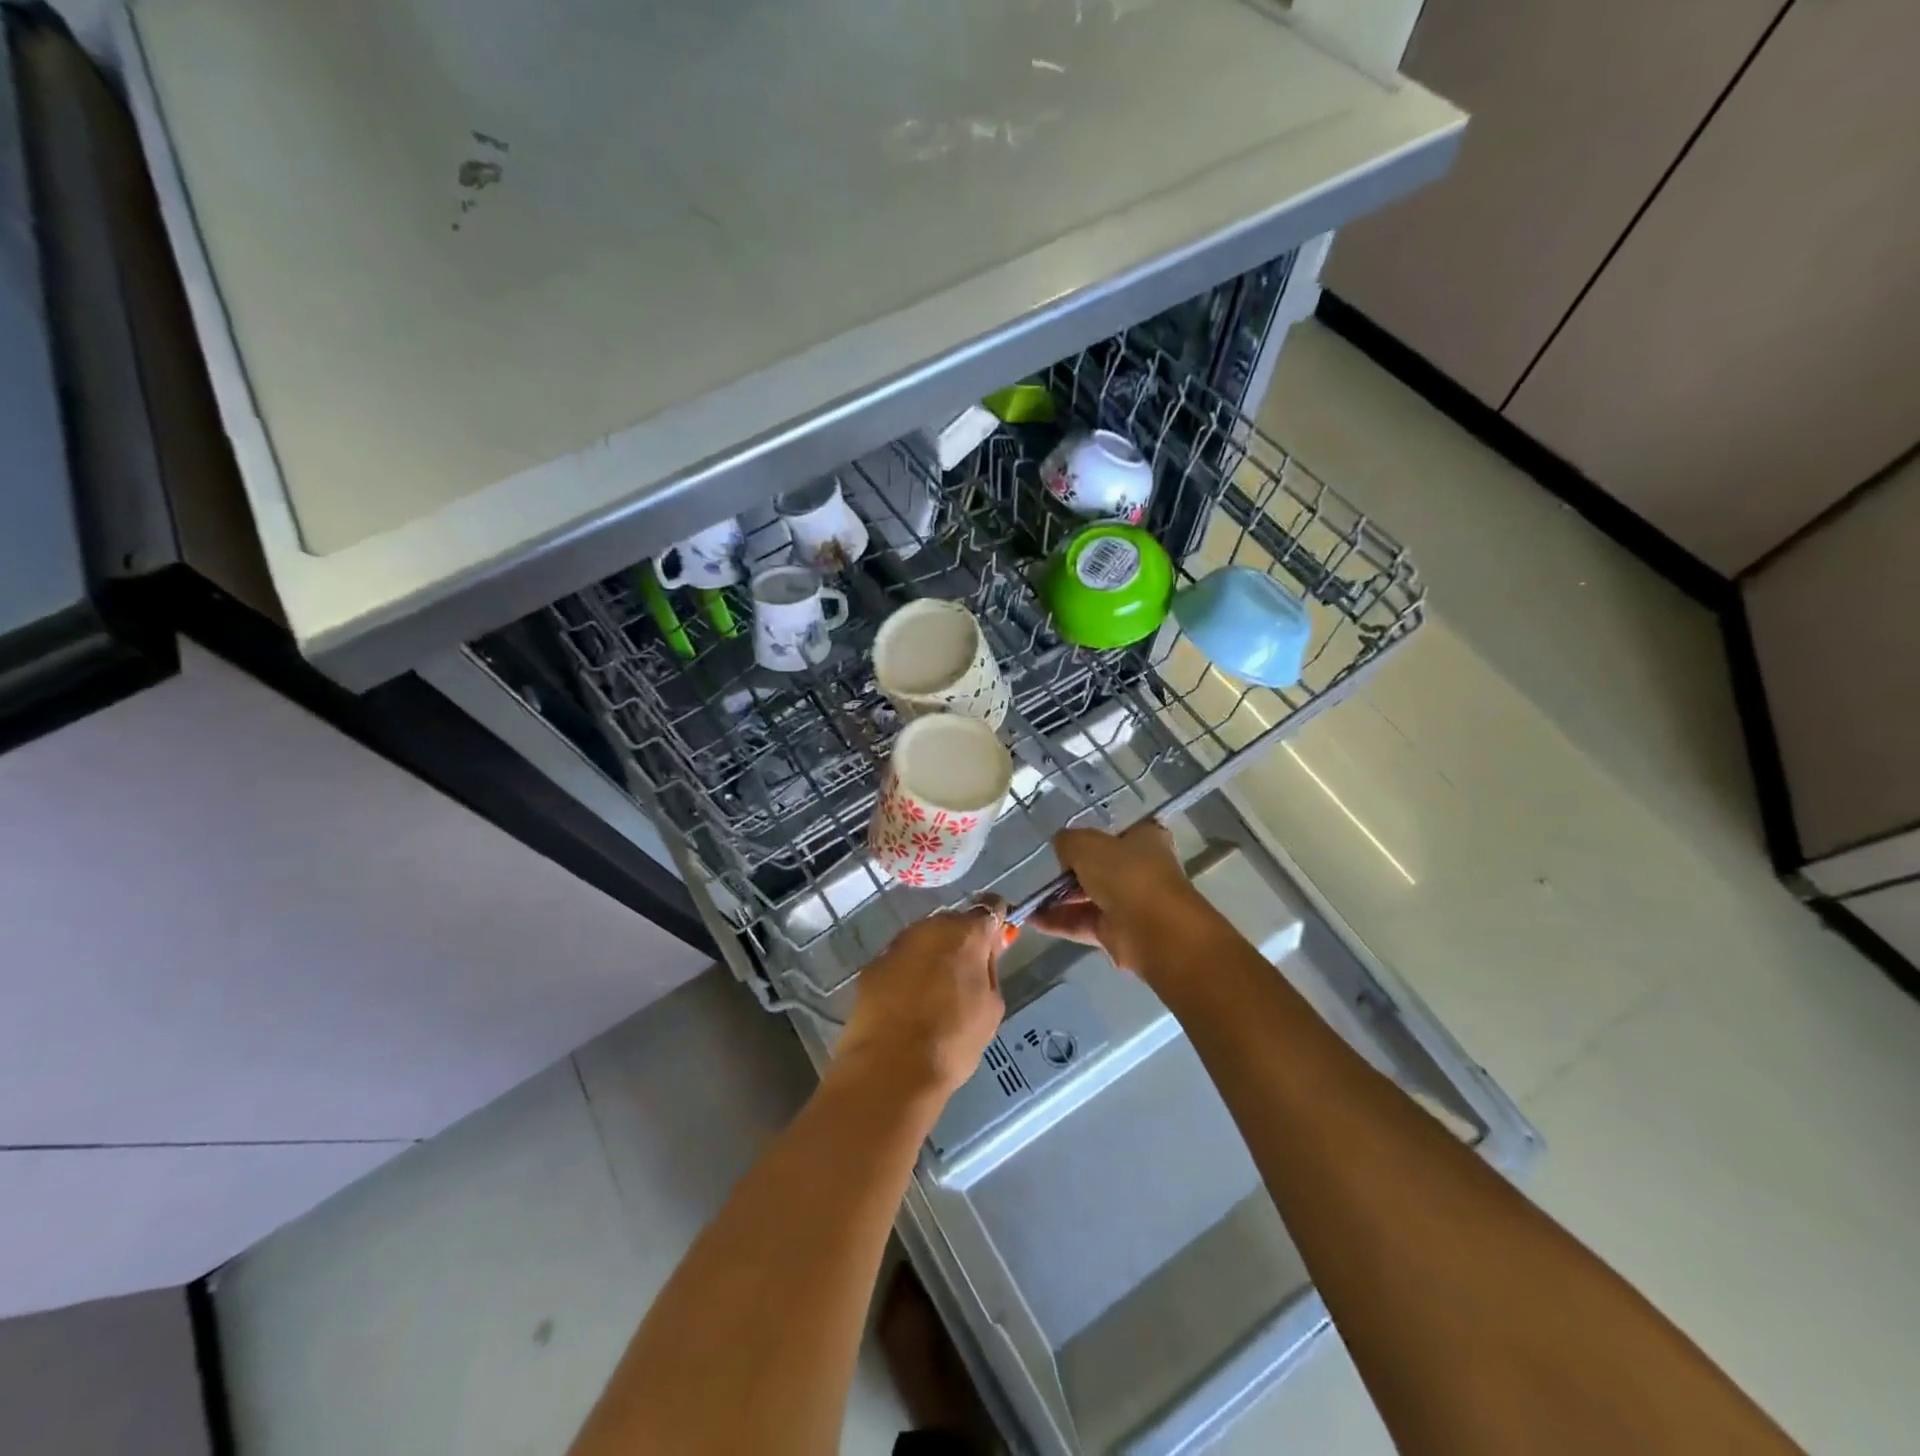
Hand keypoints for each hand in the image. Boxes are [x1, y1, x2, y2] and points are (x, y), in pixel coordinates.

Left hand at [837, 897, 1007, 1097]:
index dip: (996, 922)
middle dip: (962, 942)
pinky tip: (907, 1004)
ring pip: (924, 941)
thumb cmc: (953, 1040)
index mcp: (965, 933)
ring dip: (933, 956)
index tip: (997, 943)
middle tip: (966, 976)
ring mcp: (897, 945)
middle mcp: (929, 927)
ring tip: (935, 993)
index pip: (990, 907)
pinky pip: (900, 961)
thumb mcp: (992, 1007)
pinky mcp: (872, 966)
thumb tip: (984, 952)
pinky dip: (907, 974)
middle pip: (953, 923)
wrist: (890, 1068)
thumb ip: (989, 969)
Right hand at [1032, 822, 1213, 977]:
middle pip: (1101, 867)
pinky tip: (1033, 918)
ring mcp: (1130, 903)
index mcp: (1145, 839)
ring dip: (1061, 898)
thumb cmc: (1125, 875)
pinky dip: (1060, 921)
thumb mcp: (1086, 845)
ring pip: (1090, 897)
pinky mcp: (1118, 932)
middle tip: (1045, 873)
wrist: (1152, 930)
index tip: (1069, 844)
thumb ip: (1068, 841)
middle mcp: (1141, 869)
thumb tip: (1062, 848)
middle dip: (1071, 871)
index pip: (1119, 833)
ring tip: (1030, 897)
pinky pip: (1084, 922)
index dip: (1094, 836)